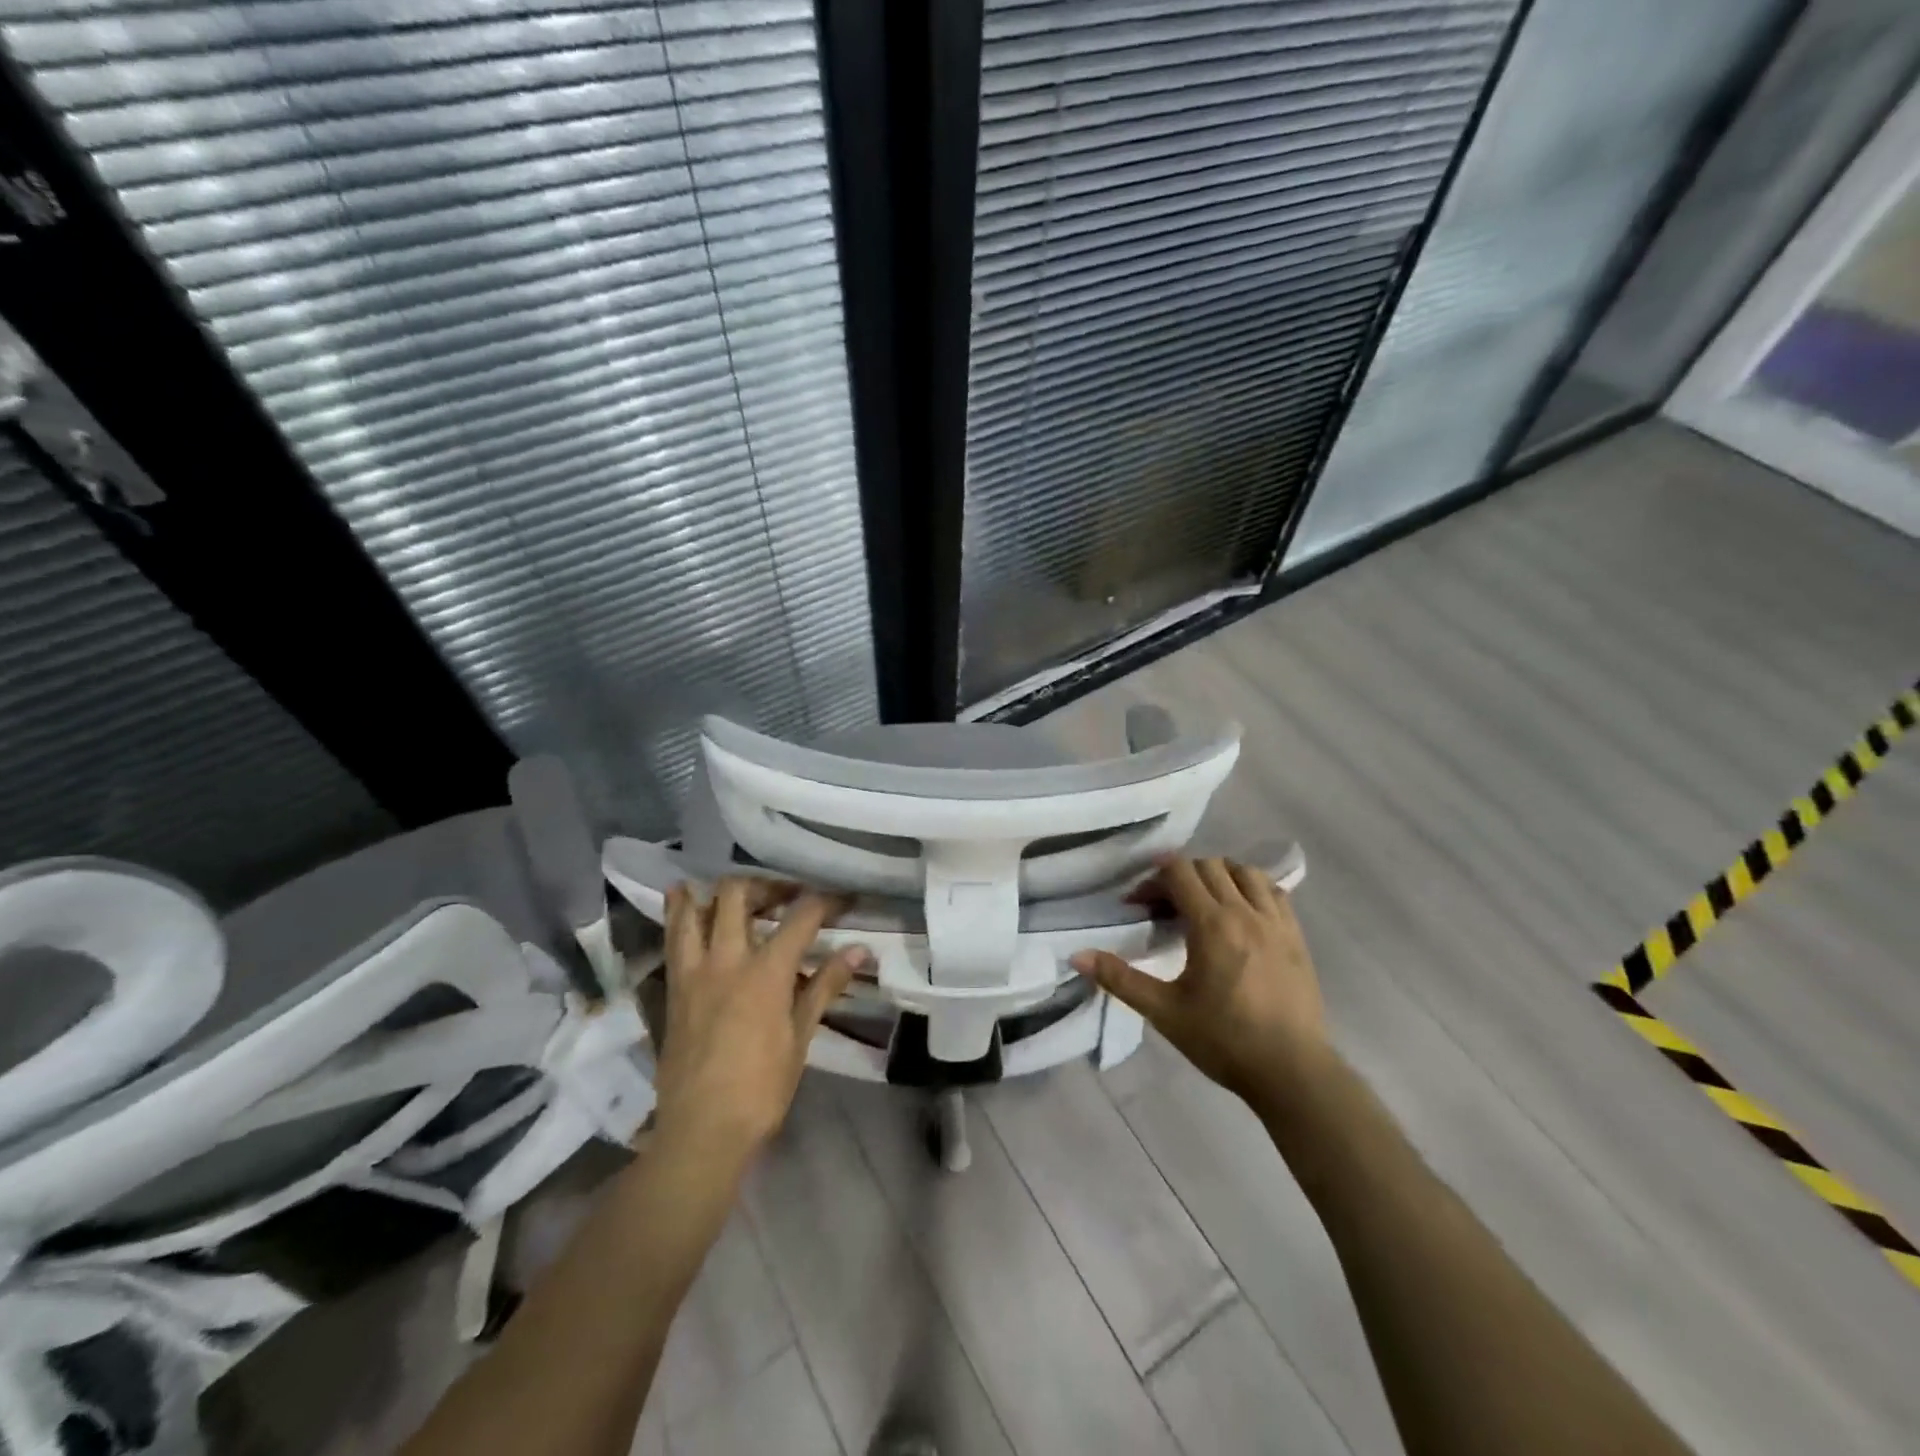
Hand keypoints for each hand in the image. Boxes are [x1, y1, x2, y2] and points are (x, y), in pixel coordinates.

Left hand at [654, 877, 870, 1166]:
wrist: (700, 1131)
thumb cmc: (761, 1089)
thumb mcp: (800, 1037)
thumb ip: (824, 985)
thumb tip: (858, 951)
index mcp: (765, 972)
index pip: (801, 917)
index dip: (826, 900)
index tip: (843, 898)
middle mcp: (726, 960)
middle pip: (738, 895)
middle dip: (765, 884)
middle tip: (784, 893)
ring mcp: (693, 972)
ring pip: (693, 910)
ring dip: (711, 891)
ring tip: (730, 888)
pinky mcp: (672, 989)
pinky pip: (673, 939)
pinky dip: (679, 915)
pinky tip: (685, 904)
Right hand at [1072, 857, 1328, 1105]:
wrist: (1291, 1072)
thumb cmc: (1223, 1041)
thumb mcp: (1164, 1011)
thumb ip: (1120, 978)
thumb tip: (1076, 956)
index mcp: (1212, 925)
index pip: (1180, 872)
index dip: (1153, 880)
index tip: (1138, 904)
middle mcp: (1246, 912)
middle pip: (1209, 865)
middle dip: (1181, 876)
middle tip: (1165, 907)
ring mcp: (1276, 922)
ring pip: (1245, 872)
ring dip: (1218, 876)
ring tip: (1204, 903)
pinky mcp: (1296, 936)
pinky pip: (1274, 892)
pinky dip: (1252, 889)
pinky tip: (1241, 913)